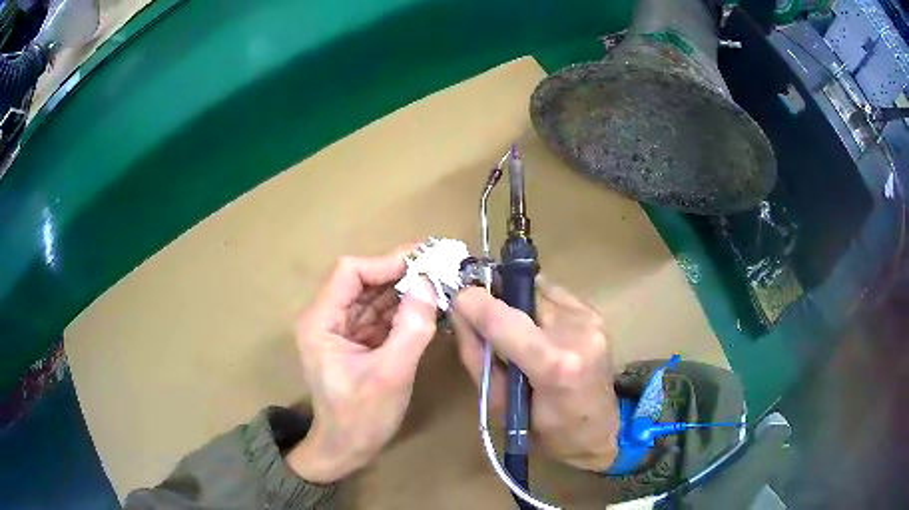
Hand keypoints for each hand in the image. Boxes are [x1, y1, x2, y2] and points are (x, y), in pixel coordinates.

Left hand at [287, 248, 437, 482]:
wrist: (346, 449)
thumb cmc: (361, 417)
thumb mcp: (391, 374)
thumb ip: (411, 328)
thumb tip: (430, 284)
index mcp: (321, 321)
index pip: (350, 272)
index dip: (386, 263)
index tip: (425, 263)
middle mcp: (327, 318)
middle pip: (364, 280)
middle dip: (401, 273)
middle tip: (441, 266)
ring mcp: (343, 329)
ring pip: (375, 295)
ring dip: (406, 289)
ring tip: (442, 282)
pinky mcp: (358, 340)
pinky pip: (381, 315)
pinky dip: (405, 309)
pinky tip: (430, 305)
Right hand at [451, 276, 619, 471]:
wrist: (599, 431)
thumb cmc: (545, 432)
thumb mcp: (497, 405)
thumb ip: (475, 355)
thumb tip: (459, 312)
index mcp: (554, 366)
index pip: (503, 319)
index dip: (474, 303)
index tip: (457, 300)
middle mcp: (578, 333)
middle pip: (521, 295)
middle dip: (497, 303)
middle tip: (486, 323)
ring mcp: (592, 320)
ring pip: (537, 290)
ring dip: (518, 305)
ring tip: (518, 333)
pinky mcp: (597, 314)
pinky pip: (554, 295)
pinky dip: (537, 307)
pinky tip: (539, 331)